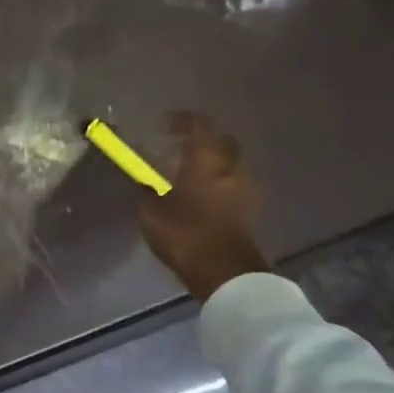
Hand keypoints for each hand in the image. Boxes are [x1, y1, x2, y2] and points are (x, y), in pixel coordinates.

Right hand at [138, 112, 269, 302]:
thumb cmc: (185, 234)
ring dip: (213, 162)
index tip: (163, 125)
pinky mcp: (252, 208)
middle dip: (202, 140)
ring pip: (231, 162)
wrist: (225, 272)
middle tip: (179, 148)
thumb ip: (146, 188)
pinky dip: (221, 181)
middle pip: (221, 141)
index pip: (199, 125)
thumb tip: (141, 178)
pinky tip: (203, 195)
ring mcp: (247, 187)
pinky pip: (236, 183)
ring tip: (189, 173)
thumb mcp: (151, 211)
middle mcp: (231, 166)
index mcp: (207, 159)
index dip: (181, 120)